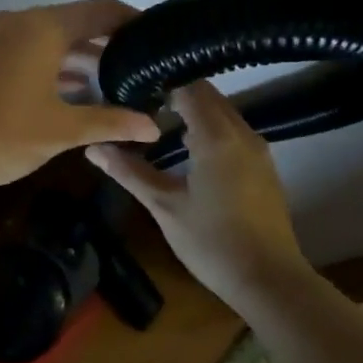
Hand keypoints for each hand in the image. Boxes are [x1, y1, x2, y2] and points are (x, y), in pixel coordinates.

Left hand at [0, 0, 162, 196]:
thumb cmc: (0, 134)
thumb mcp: (61, 131)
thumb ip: (109, 123)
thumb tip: (155, 128)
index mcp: (43, 27)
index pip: (101, 10)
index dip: (133, 21)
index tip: (159, 39)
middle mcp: (19, 22)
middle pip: (75, 23)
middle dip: (108, 44)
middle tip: (141, 69)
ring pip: (49, 39)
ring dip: (79, 58)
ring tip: (113, 85)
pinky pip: (28, 51)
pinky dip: (53, 66)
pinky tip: (70, 94)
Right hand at [86, 80, 309, 303]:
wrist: (269, 281)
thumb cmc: (212, 242)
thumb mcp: (164, 206)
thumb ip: (129, 172)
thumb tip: (93, 147)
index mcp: (217, 137)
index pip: (188, 87)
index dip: (159, 82)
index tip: (131, 86)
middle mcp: (242, 133)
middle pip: (208, 94)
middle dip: (175, 92)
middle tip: (138, 101)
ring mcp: (258, 149)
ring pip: (223, 111)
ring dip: (193, 110)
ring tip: (157, 121)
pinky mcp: (263, 166)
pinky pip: (233, 130)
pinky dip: (209, 126)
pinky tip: (187, 147)